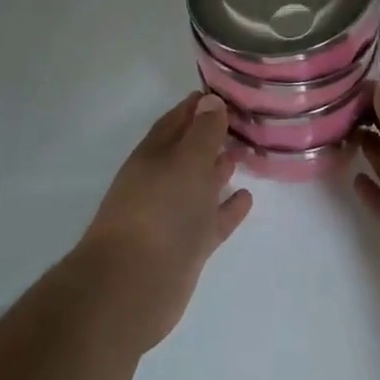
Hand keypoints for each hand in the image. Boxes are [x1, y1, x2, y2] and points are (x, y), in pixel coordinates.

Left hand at [78, 93, 253, 352]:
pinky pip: (212, 220)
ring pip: (200, 185)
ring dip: (220, 169)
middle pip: (189, 151)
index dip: (199, 106)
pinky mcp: (187, 247)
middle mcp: (162, 181)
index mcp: (154, 155)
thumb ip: (203, 132)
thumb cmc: (160, 211)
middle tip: (243, 121)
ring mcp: (174, 216)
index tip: (225, 93)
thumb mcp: (186, 161)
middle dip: (211, 135)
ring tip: (245, 153)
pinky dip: (228, 209)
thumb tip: (210, 101)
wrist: (132, 286)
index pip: (177, 120)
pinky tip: (247, 198)